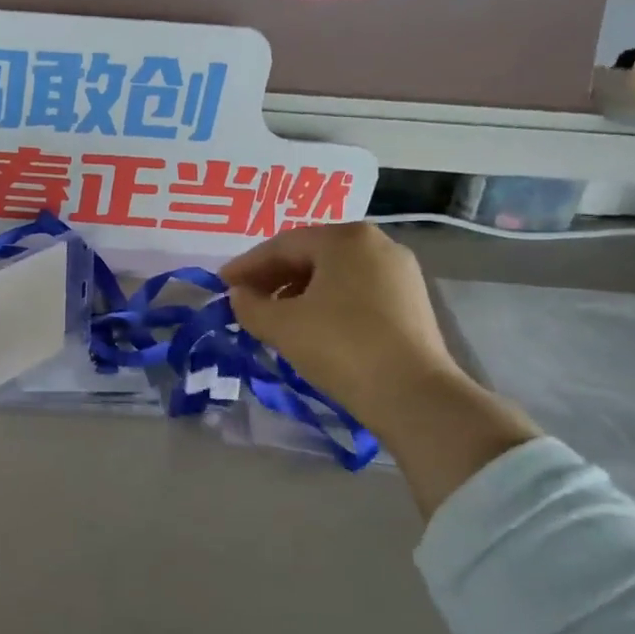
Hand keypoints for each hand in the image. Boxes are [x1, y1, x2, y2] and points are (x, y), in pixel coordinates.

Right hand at [221, 224, 537, 516]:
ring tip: (274, 316)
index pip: (283, 245)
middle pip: (311, 255)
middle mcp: (377, 244)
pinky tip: (310, 326)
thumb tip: (238, 295)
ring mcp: (399, 272)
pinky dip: (326, 302)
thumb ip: (250, 305)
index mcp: (346, 238)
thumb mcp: (282, 325)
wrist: (412, 395)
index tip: (221, 284)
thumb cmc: (341, 347)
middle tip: (244, 299)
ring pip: (335, 275)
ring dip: (298, 291)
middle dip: (273, 277)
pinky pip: (356, 291)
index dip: (247, 266)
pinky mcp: (411, 302)